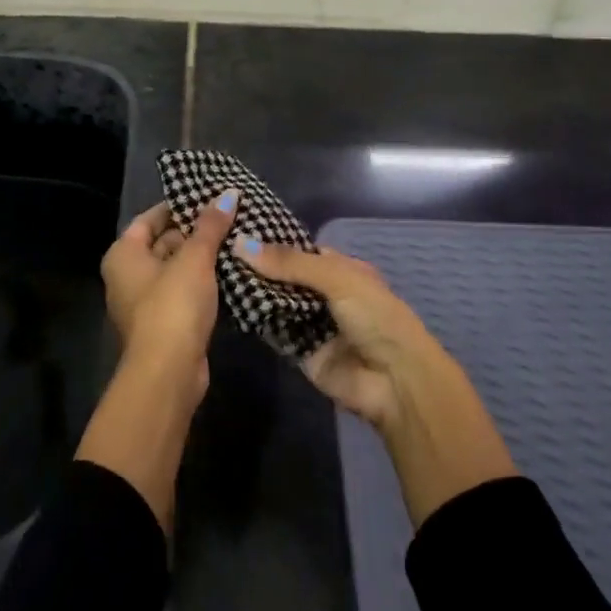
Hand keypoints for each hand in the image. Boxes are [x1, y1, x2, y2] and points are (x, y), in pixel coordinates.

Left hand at [99, 190, 238, 391]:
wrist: (169, 372)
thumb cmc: (173, 305)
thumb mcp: (194, 259)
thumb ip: (210, 226)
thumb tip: (228, 194)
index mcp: (123, 254)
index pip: (149, 219)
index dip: (177, 206)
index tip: (208, 197)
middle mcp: (126, 276)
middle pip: (162, 243)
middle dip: (194, 232)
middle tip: (229, 217)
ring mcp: (144, 302)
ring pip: (175, 270)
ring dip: (201, 259)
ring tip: (236, 239)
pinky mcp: (164, 324)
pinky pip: (183, 292)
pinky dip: (202, 283)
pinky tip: (230, 272)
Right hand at [234, 244, 446, 430]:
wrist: (395, 381)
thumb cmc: (375, 317)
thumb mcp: (336, 278)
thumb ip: (289, 263)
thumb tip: (240, 243)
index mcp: (343, 270)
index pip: (301, 251)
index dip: (272, 242)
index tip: (235, 229)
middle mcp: (327, 294)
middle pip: (285, 277)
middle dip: (258, 268)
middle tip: (217, 251)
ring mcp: (313, 324)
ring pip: (277, 303)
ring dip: (254, 292)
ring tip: (215, 272)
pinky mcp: (301, 351)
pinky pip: (274, 332)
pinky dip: (256, 320)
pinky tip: (227, 304)